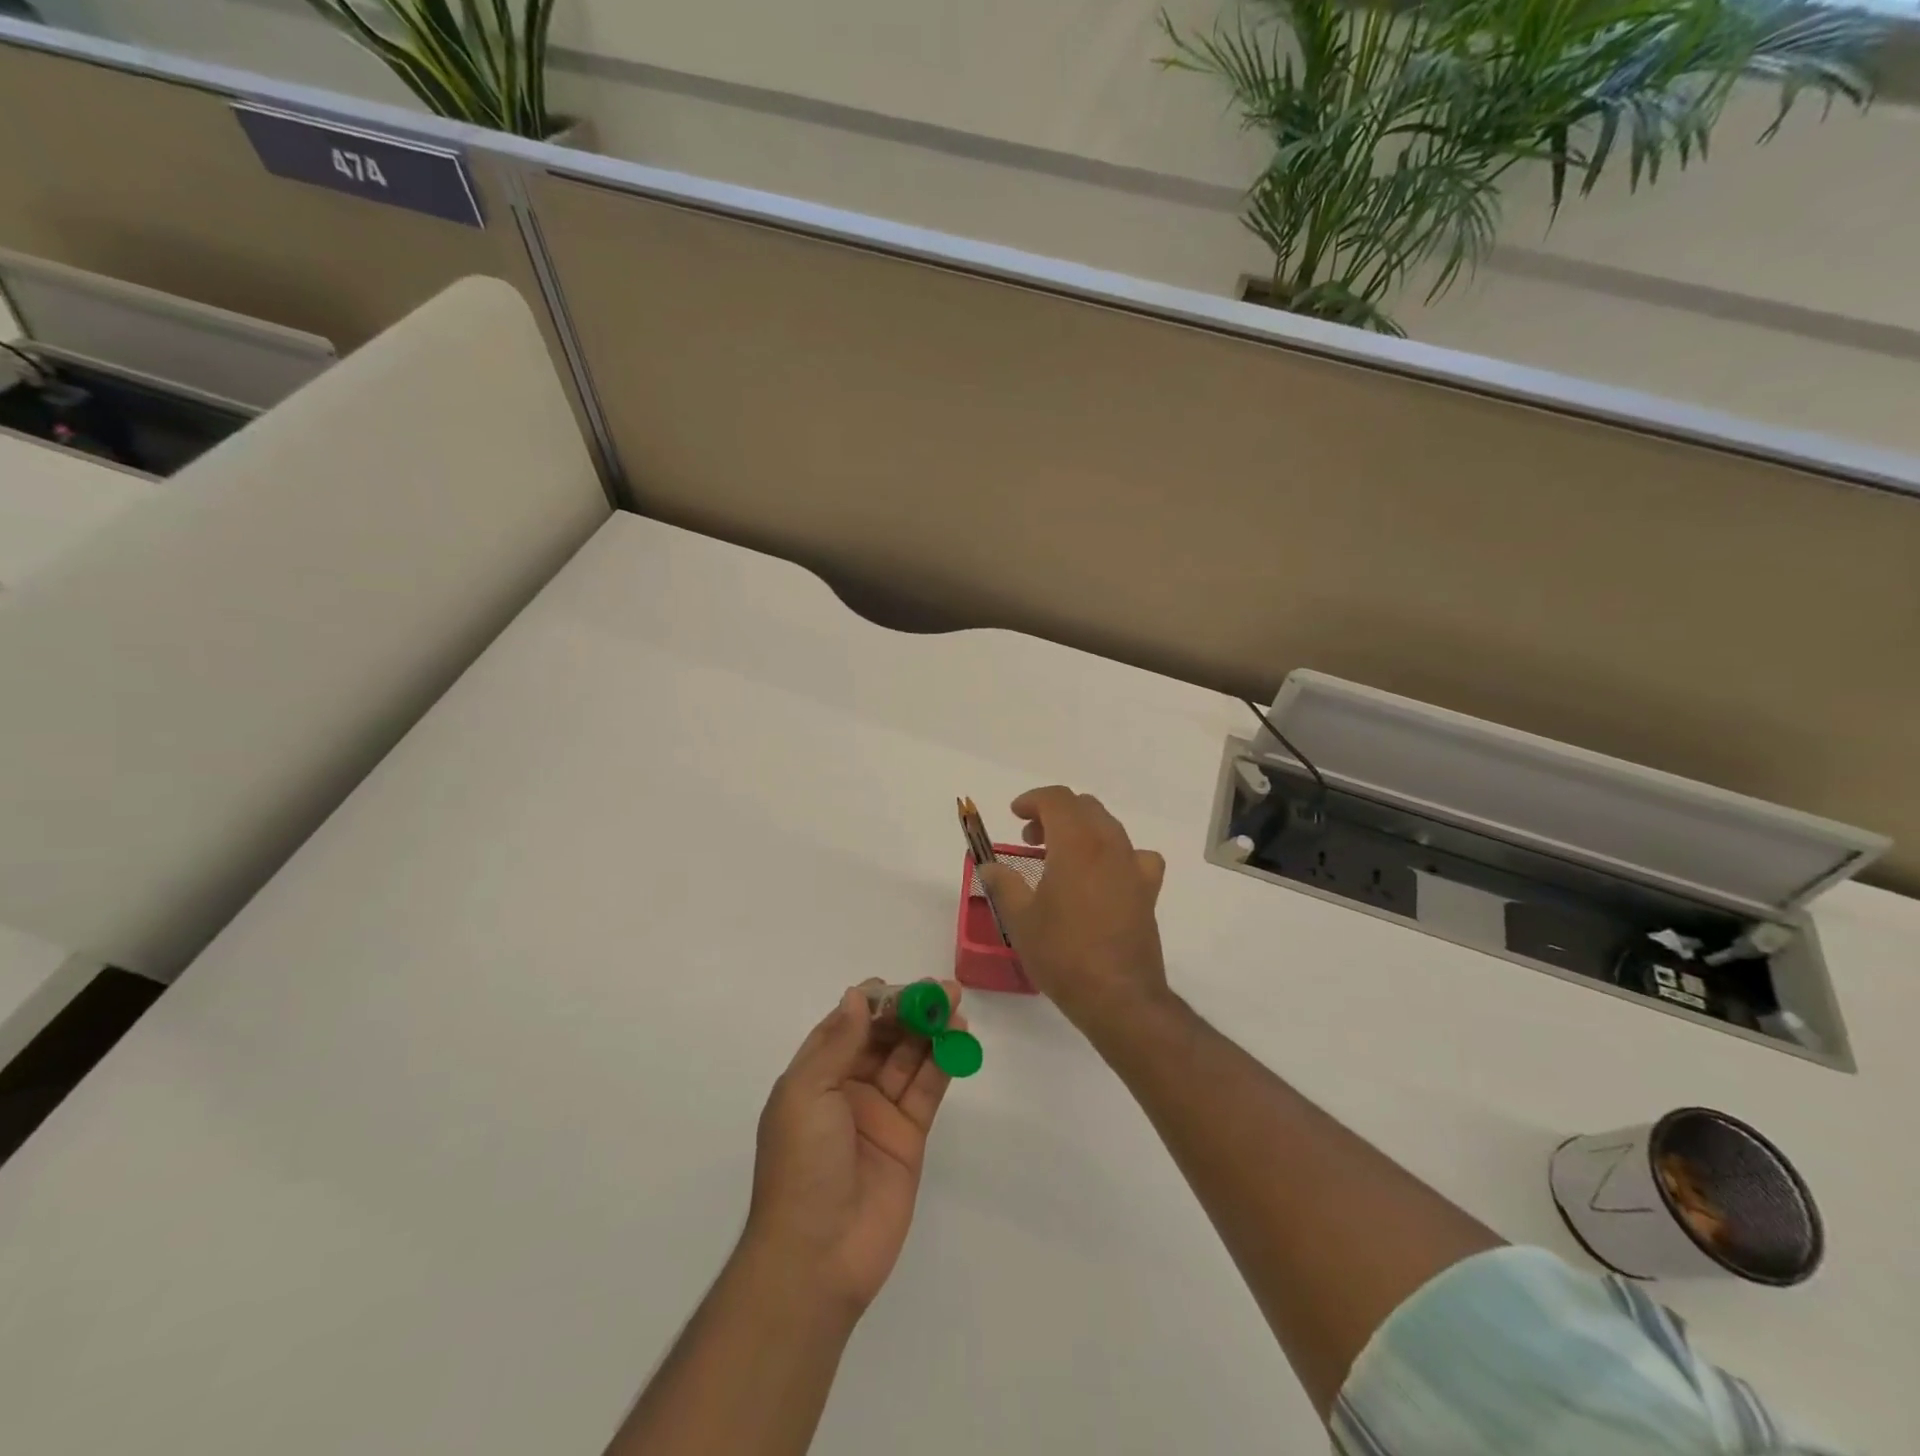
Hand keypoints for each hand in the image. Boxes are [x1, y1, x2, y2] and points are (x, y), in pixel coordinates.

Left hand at [745, 982, 964, 1318]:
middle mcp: (847, 1087)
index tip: (901, 987)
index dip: (874, 1002)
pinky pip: (927, 1089)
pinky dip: (942, 1062)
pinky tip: (958, 1038)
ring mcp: (879, 1112)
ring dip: (930, 1030)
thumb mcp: (808, 1093)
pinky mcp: (908, 1136)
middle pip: (883, 1037)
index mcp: (816, 1075)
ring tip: (955, 1006)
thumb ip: (838, 1043)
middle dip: (909, 1011)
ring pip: (909, 1058)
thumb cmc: (801, 1165)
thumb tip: (856, 995)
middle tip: (941, 991)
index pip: (847, 1025)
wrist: (818, 1257)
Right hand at [978, 786, 1168, 1036]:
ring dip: (1081, 830)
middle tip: (1031, 839)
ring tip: (1059, 857)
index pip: (1057, 799)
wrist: (1118, 996)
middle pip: (1084, 807)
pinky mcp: (1148, 889)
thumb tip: (989, 866)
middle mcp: (1109, 844)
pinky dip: (1113, 853)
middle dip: (1054, 814)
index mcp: (1076, 843)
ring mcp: (1133, 866)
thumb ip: (1003, 884)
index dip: (1032, 800)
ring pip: (1108, 826)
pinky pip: (1133, 855)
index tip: (1015, 814)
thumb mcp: (1020, 919)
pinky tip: (1103, 876)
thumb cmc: (1063, 953)